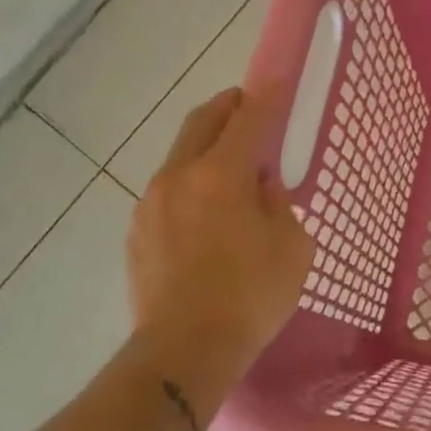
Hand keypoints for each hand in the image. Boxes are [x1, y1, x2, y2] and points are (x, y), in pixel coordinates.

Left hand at [126, 86, 314, 387]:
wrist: (183, 352)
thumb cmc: (250, 297)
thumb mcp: (292, 247)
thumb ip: (278, 203)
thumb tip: (259, 185)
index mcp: (220, 175)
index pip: (248, 119)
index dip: (267, 95)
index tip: (278, 78)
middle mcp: (179, 177)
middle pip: (202, 122)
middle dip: (228, 107)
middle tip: (249, 108)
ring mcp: (151, 203)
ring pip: (182, 155)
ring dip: (208, 148)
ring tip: (232, 171)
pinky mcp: (138, 231)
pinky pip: (169, 190)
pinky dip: (192, 183)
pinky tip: (208, 214)